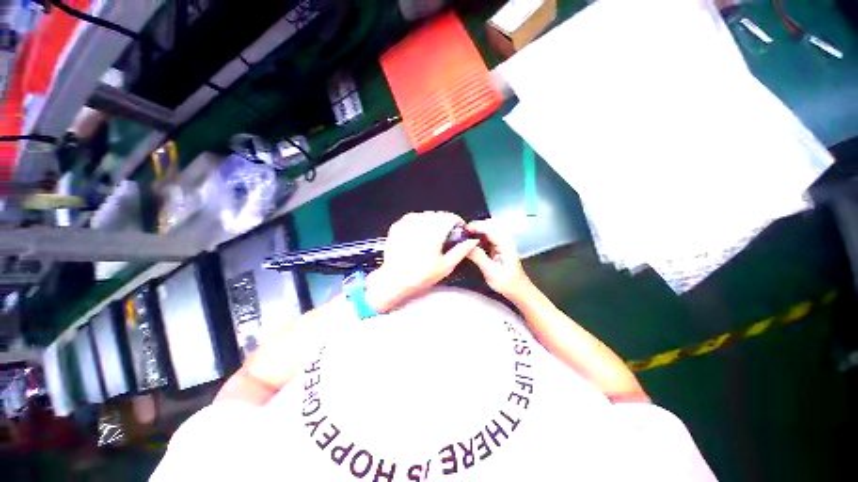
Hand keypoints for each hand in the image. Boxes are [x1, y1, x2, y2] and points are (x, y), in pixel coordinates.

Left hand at [366, 212, 479, 311]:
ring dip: (432, 221)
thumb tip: (473, 240)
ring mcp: (407, 223)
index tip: (459, 229)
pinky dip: (419, 222)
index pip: (450, 217)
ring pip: (425, 215)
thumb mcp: (446, 266)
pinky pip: (412, 217)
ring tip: (433, 234)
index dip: (457, 221)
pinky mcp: (397, 226)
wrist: (394, 280)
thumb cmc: (422, 275)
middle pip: (438, 215)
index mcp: (434, 232)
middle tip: (447, 235)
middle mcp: (420, 223)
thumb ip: (461, 250)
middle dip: (445, 222)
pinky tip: (419, 232)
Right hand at [466, 219, 533, 301]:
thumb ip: (478, 257)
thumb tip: (465, 246)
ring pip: (488, 229)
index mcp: (505, 244)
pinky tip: (470, 241)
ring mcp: (501, 243)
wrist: (518, 290)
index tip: (463, 229)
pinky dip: (478, 236)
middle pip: (490, 225)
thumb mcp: (491, 272)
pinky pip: (487, 237)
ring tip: (464, 236)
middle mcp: (504, 240)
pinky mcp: (497, 247)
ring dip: (476, 230)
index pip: (490, 228)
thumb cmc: (507, 283)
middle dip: (475, 225)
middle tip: (461, 232)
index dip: (476, 226)